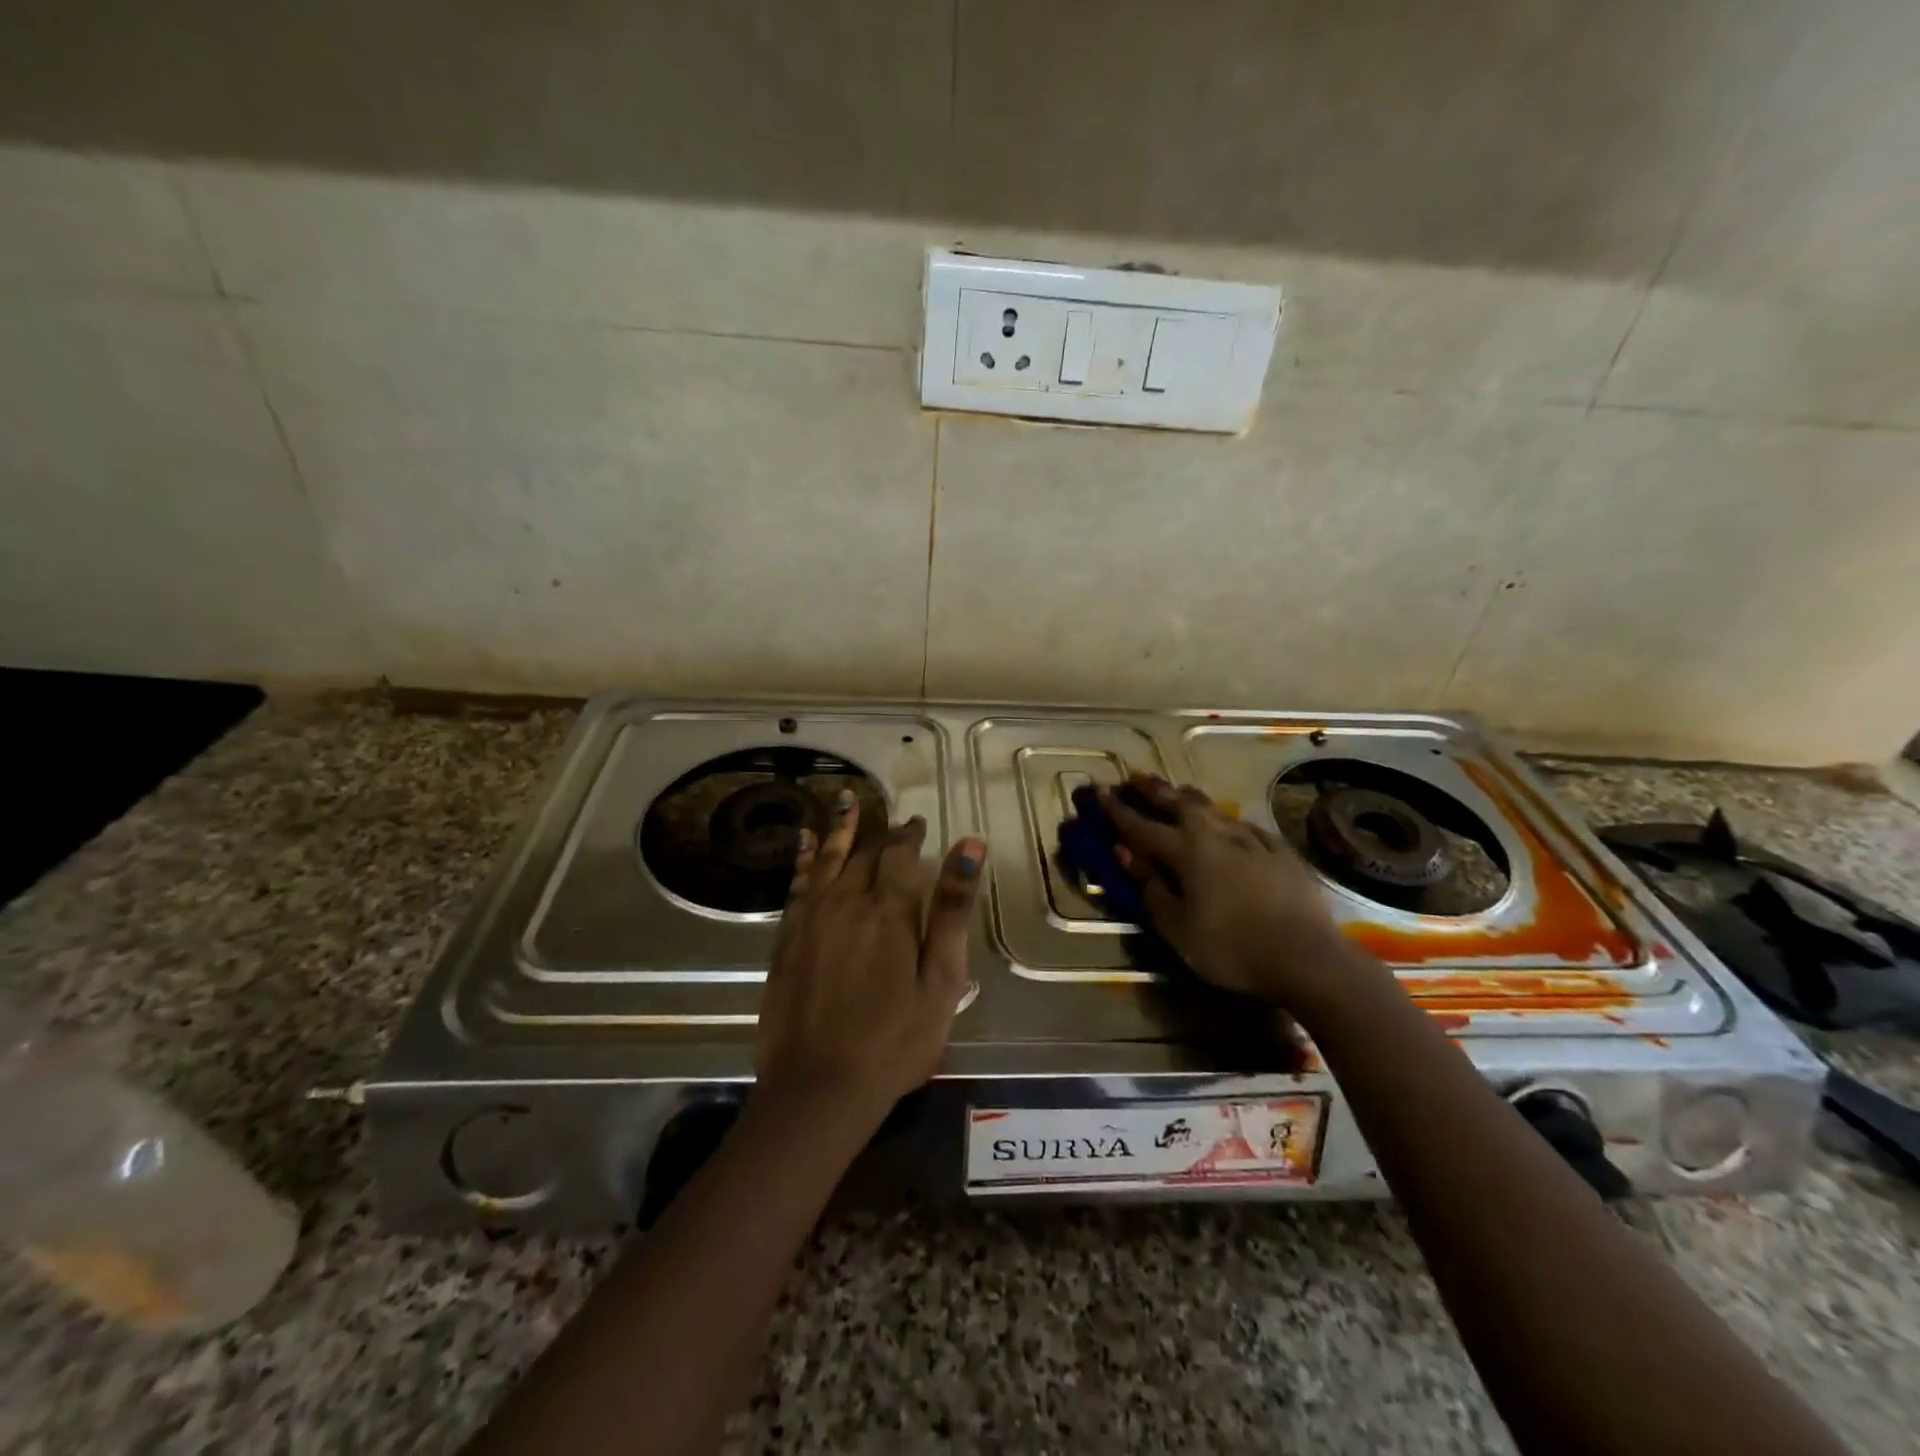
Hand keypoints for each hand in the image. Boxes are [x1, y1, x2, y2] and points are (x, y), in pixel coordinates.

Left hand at [753, 789, 986, 1131]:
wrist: (818, 1087)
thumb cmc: (895, 1040)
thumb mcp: (941, 980)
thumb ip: (952, 909)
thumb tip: (969, 844)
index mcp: (888, 909)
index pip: (900, 853)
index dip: (910, 835)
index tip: (919, 824)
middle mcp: (847, 900)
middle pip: (865, 852)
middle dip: (882, 833)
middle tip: (893, 819)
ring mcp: (811, 917)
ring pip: (828, 858)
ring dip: (839, 828)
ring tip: (845, 800)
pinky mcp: (787, 937)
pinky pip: (798, 882)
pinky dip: (804, 857)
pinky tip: (805, 841)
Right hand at [1101, 774, 1360, 1012]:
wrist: (1308, 957)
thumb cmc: (1232, 948)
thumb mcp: (1178, 927)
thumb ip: (1150, 887)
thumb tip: (1124, 852)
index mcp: (1186, 851)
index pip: (1141, 825)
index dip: (1117, 810)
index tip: (1099, 791)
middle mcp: (1216, 835)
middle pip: (1178, 803)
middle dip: (1152, 789)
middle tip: (1134, 777)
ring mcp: (1251, 840)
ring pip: (1212, 808)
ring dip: (1188, 797)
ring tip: (1177, 790)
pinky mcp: (1279, 851)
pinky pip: (1242, 825)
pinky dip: (1224, 819)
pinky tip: (1227, 823)